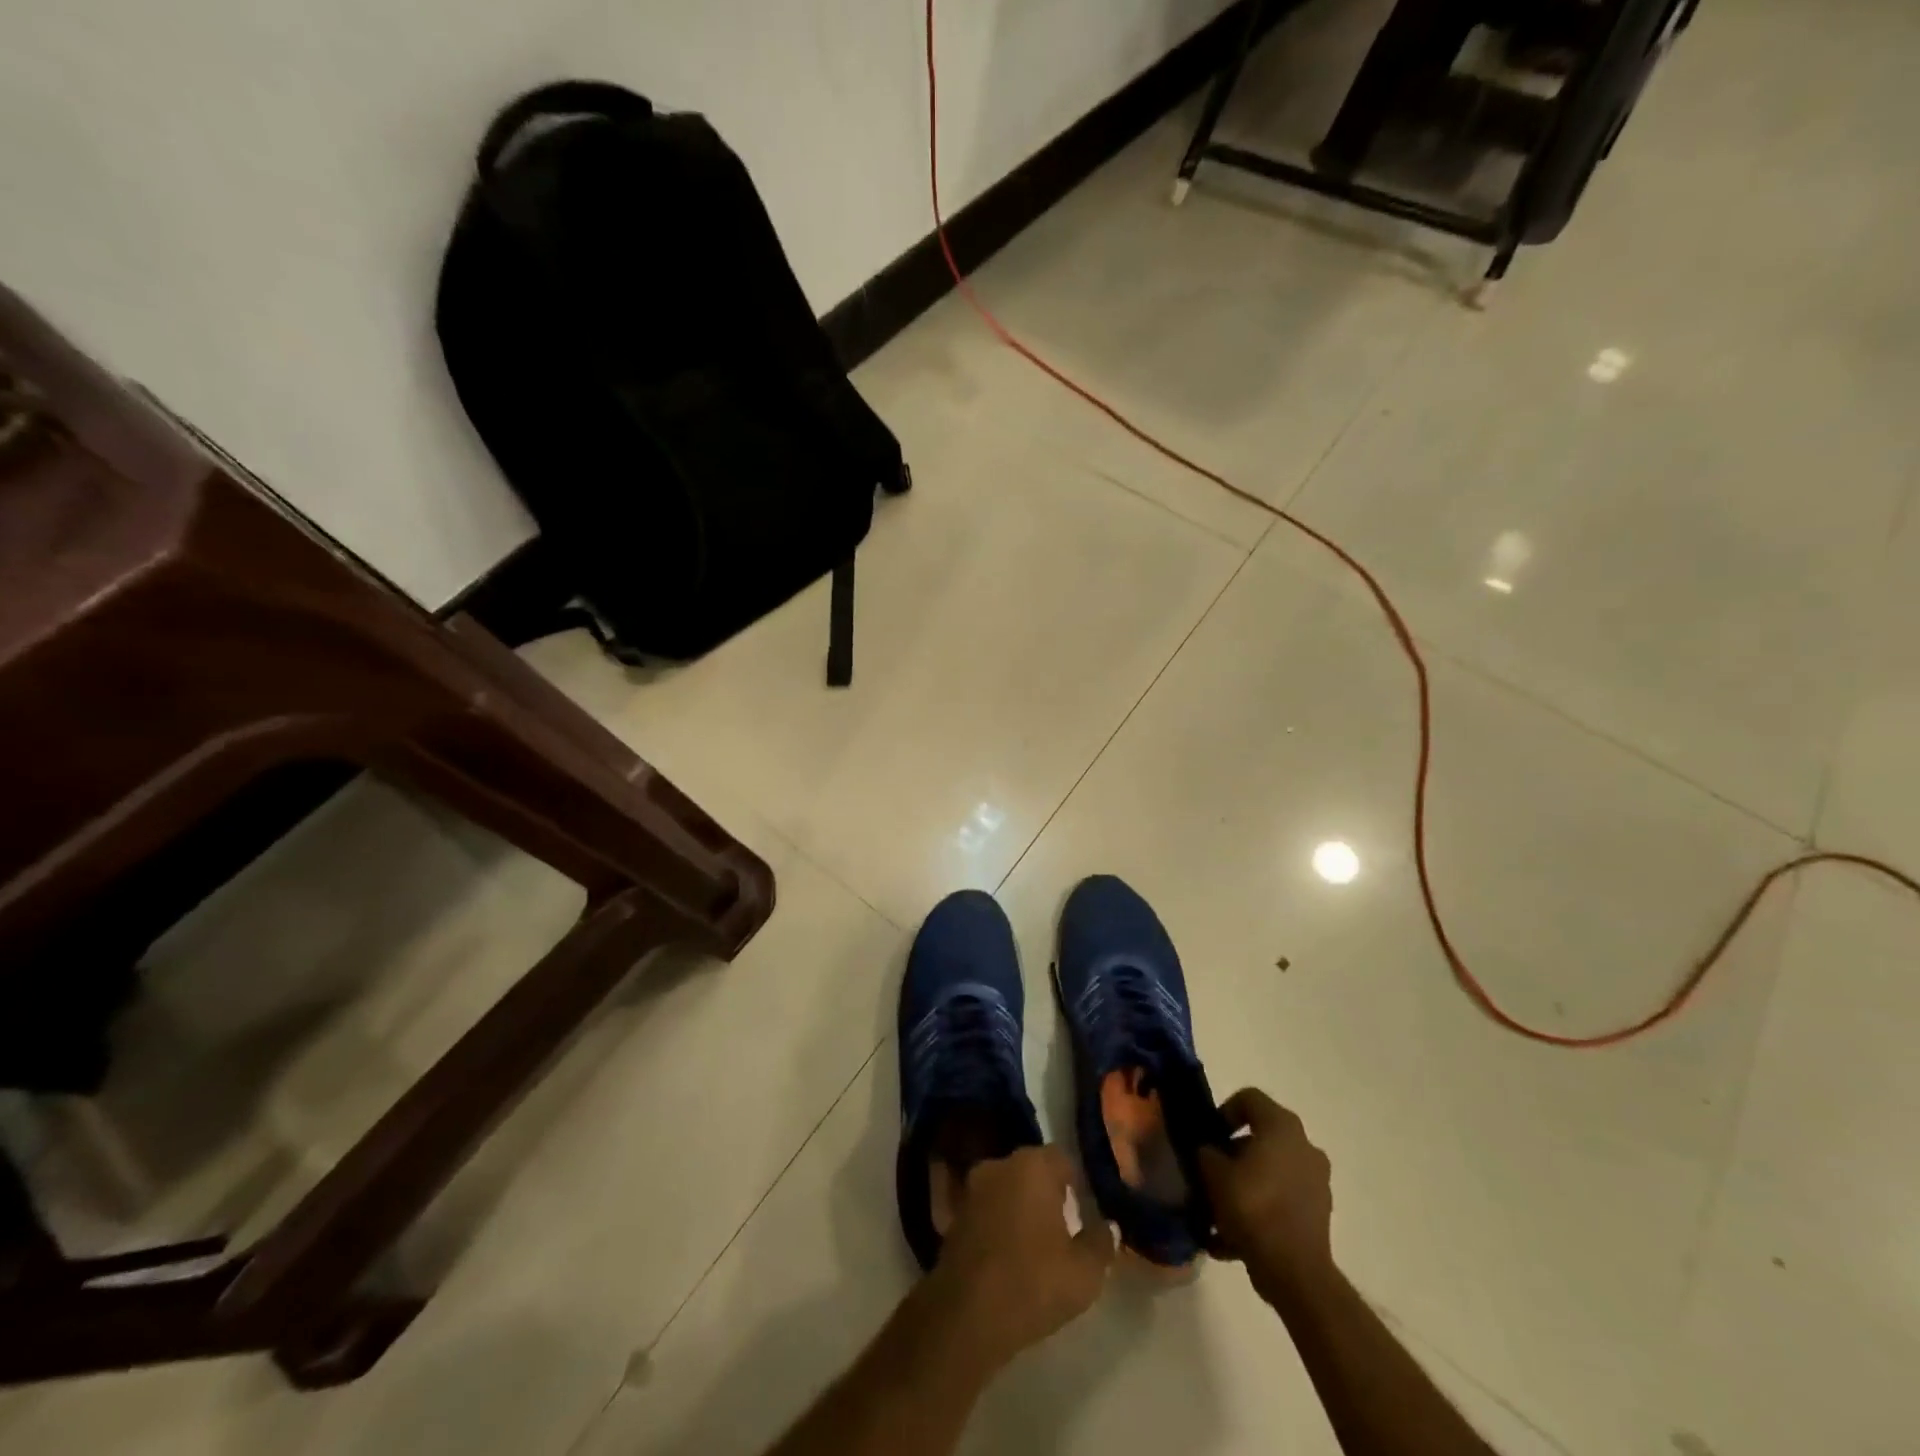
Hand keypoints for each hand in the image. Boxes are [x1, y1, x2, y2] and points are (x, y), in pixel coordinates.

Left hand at [928, 1146, 1115, 1373]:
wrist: (966, 1315)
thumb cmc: (1033, 1283)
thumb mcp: (1084, 1273)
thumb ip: (1101, 1243)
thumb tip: (1109, 1226)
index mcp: (1033, 1165)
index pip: (1061, 1159)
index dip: (1074, 1184)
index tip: (1083, 1212)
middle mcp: (1000, 1164)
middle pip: (1031, 1171)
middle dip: (1046, 1194)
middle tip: (1062, 1230)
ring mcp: (972, 1188)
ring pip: (1007, 1189)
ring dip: (1020, 1208)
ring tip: (1035, 1246)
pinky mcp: (954, 1215)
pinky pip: (987, 1210)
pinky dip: (998, 1225)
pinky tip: (1008, 1256)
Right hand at [1197, 1089, 1333, 1304]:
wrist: (1295, 1272)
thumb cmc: (1253, 1207)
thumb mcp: (1214, 1173)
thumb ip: (1206, 1153)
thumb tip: (1208, 1152)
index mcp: (1282, 1127)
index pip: (1249, 1098)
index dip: (1224, 1111)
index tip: (1210, 1136)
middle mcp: (1304, 1146)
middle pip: (1261, 1137)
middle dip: (1233, 1154)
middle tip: (1211, 1172)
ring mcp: (1316, 1181)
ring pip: (1271, 1172)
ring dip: (1245, 1184)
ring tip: (1218, 1210)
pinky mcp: (1319, 1214)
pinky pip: (1281, 1200)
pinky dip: (1260, 1209)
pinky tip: (1232, 1236)